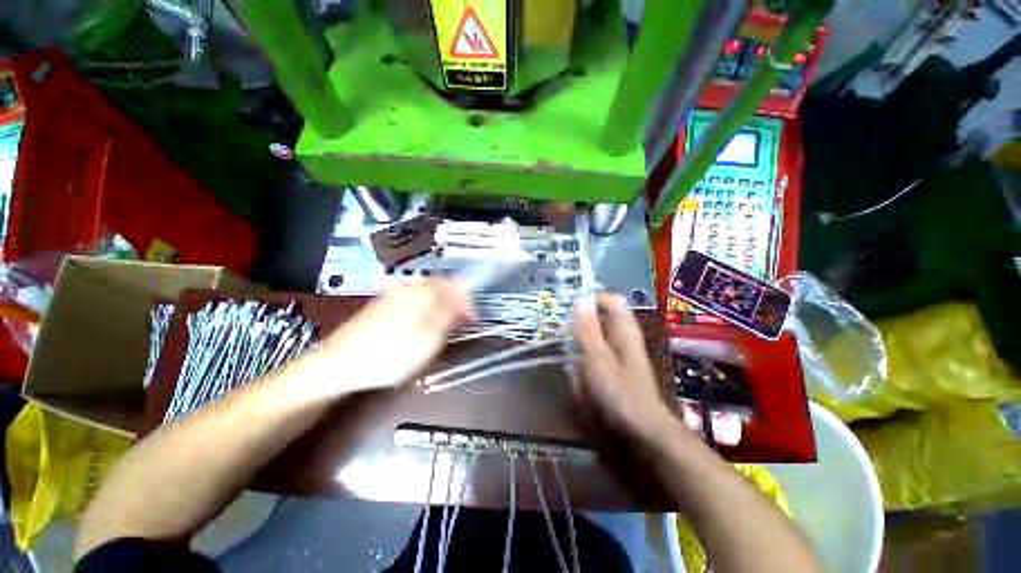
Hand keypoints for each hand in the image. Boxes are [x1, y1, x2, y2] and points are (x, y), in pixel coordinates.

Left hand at [296, 280, 472, 397]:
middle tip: (462, 318)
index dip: (469, 300)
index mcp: (422, 294)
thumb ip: (448, 317)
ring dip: (442, 302)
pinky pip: (413, 297)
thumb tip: (463, 302)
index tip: (474, 317)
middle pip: (442, 285)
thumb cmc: (389, 357)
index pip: (456, 287)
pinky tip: (423, 321)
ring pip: (427, 291)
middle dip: (456, 299)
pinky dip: (426, 306)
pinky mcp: (384, 303)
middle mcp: (409, 288)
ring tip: (446, 321)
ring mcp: (394, 294)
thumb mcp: (427, 341)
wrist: (338, 365)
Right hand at [572, 293, 675, 442]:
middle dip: (580, 324)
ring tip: (570, 358)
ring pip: (595, 335)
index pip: (610, 299)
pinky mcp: (614, 365)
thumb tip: (579, 301)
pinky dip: (584, 358)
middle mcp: (623, 336)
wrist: (641, 429)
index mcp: (624, 329)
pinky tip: (578, 372)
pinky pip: (594, 353)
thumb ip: (588, 329)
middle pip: (601, 317)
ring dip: (580, 342)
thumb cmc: (620, 392)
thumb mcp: (598, 358)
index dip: (590, 300)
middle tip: (563, 336)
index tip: (570, 312)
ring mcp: (619, 351)